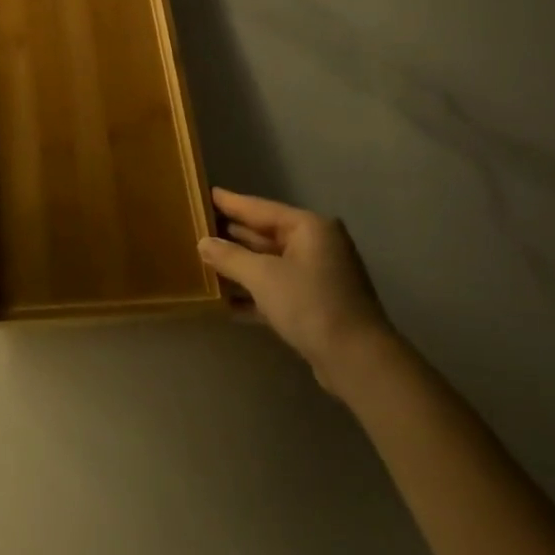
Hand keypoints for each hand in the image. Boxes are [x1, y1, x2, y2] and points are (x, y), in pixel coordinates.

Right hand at [200, 189, 394, 397]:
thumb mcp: (263, 277)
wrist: (357, 361)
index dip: (230, 202)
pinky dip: (253, 292)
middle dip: (232, 235)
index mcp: (309, 227)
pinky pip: (276, 288)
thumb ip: (230, 257)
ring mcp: (317, 275)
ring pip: (269, 263)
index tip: (204, 192)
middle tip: (198, 226)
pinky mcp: (315, 304)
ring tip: (203, 260)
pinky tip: (225, 300)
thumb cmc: (310, 304)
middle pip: (265, 234)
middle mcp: (316, 245)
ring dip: (239, 265)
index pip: (260, 208)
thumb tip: (203, 242)